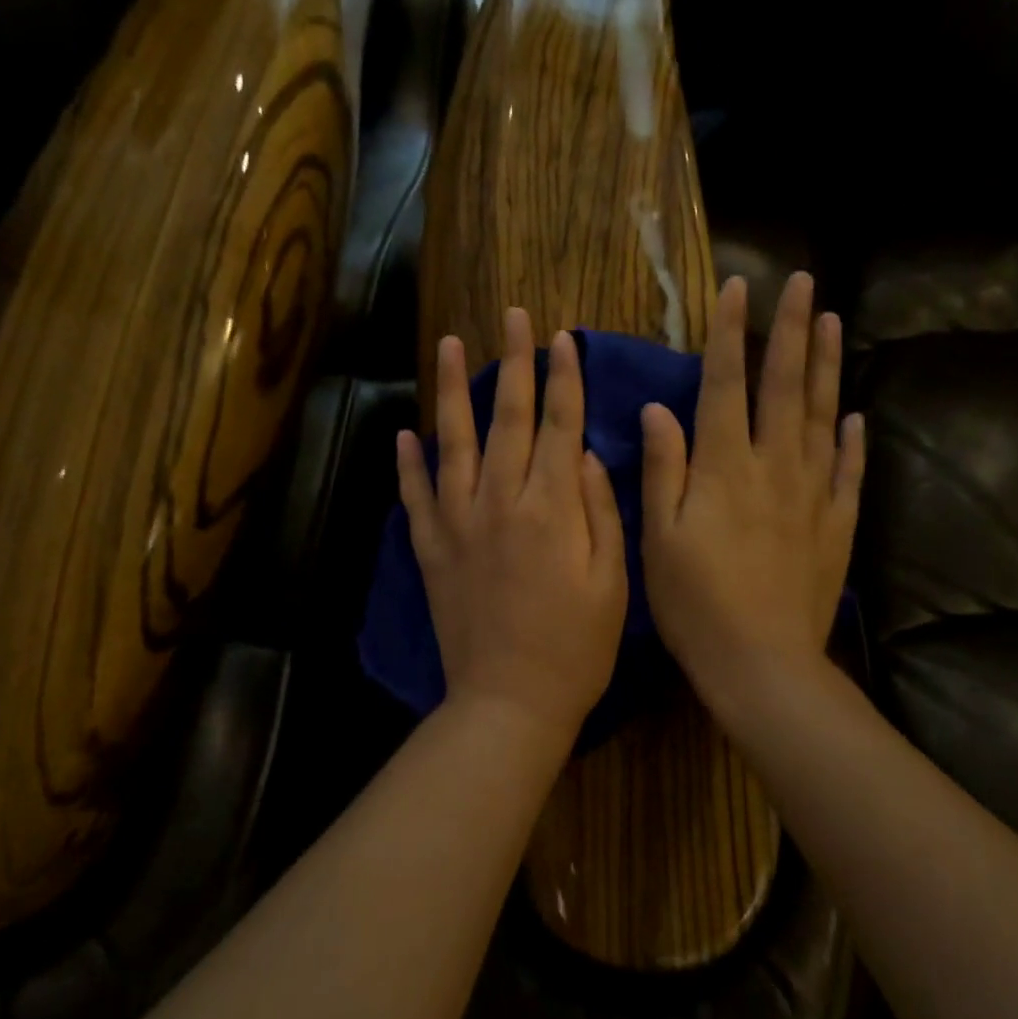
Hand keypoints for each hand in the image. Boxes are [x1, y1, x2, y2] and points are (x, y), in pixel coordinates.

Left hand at [397, 309, 628, 740]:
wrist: (509, 702)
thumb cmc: (577, 648)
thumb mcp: (613, 582)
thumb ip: (601, 511)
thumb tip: (588, 456)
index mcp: (552, 508)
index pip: (561, 425)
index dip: (564, 378)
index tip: (563, 338)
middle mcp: (500, 501)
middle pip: (509, 418)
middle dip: (514, 363)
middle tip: (513, 317)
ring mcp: (457, 523)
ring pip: (453, 441)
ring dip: (452, 390)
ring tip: (450, 344)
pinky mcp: (430, 549)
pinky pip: (415, 495)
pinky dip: (408, 463)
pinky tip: (404, 433)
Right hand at [640, 273, 864, 714]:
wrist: (761, 663)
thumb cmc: (695, 602)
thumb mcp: (659, 536)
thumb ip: (663, 467)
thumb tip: (657, 409)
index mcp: (725, 466)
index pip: (727, 383)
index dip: (732, 333)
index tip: (740, 288)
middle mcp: (774, 467)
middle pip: (786, 386)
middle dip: (794, 330)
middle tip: (805, 283)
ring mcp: (813, 494)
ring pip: (822, 417)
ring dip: (827, 367)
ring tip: (834, 323)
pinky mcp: (837, 526)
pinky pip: (848, 472)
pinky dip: (852, 440)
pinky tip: (855, 415)